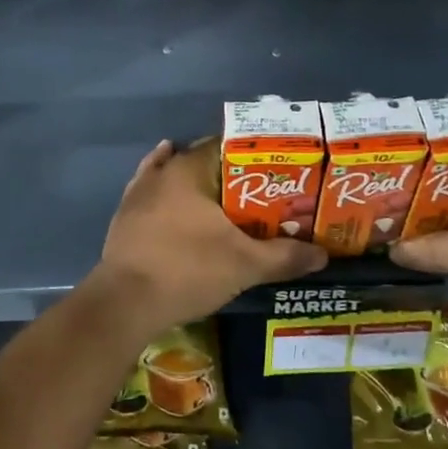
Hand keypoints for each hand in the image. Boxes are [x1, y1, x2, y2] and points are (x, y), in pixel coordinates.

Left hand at [90, 139, 325, 335]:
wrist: (126, 302)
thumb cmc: (188, 270)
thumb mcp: (245, 265)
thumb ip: (284, 256)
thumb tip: (323, 254)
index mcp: (189, 170)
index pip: (225, 146)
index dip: (252, 156)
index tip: (274, 171)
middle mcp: (162, 173)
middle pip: (200, 161)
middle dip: (228, 174)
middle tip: (257, 192)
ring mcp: (138, 194)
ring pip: (173, 177)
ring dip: (197, 184)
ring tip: (223, 199)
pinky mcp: (124, 218)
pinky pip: (150, 196)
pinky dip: (166, 196)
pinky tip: (175, 200)